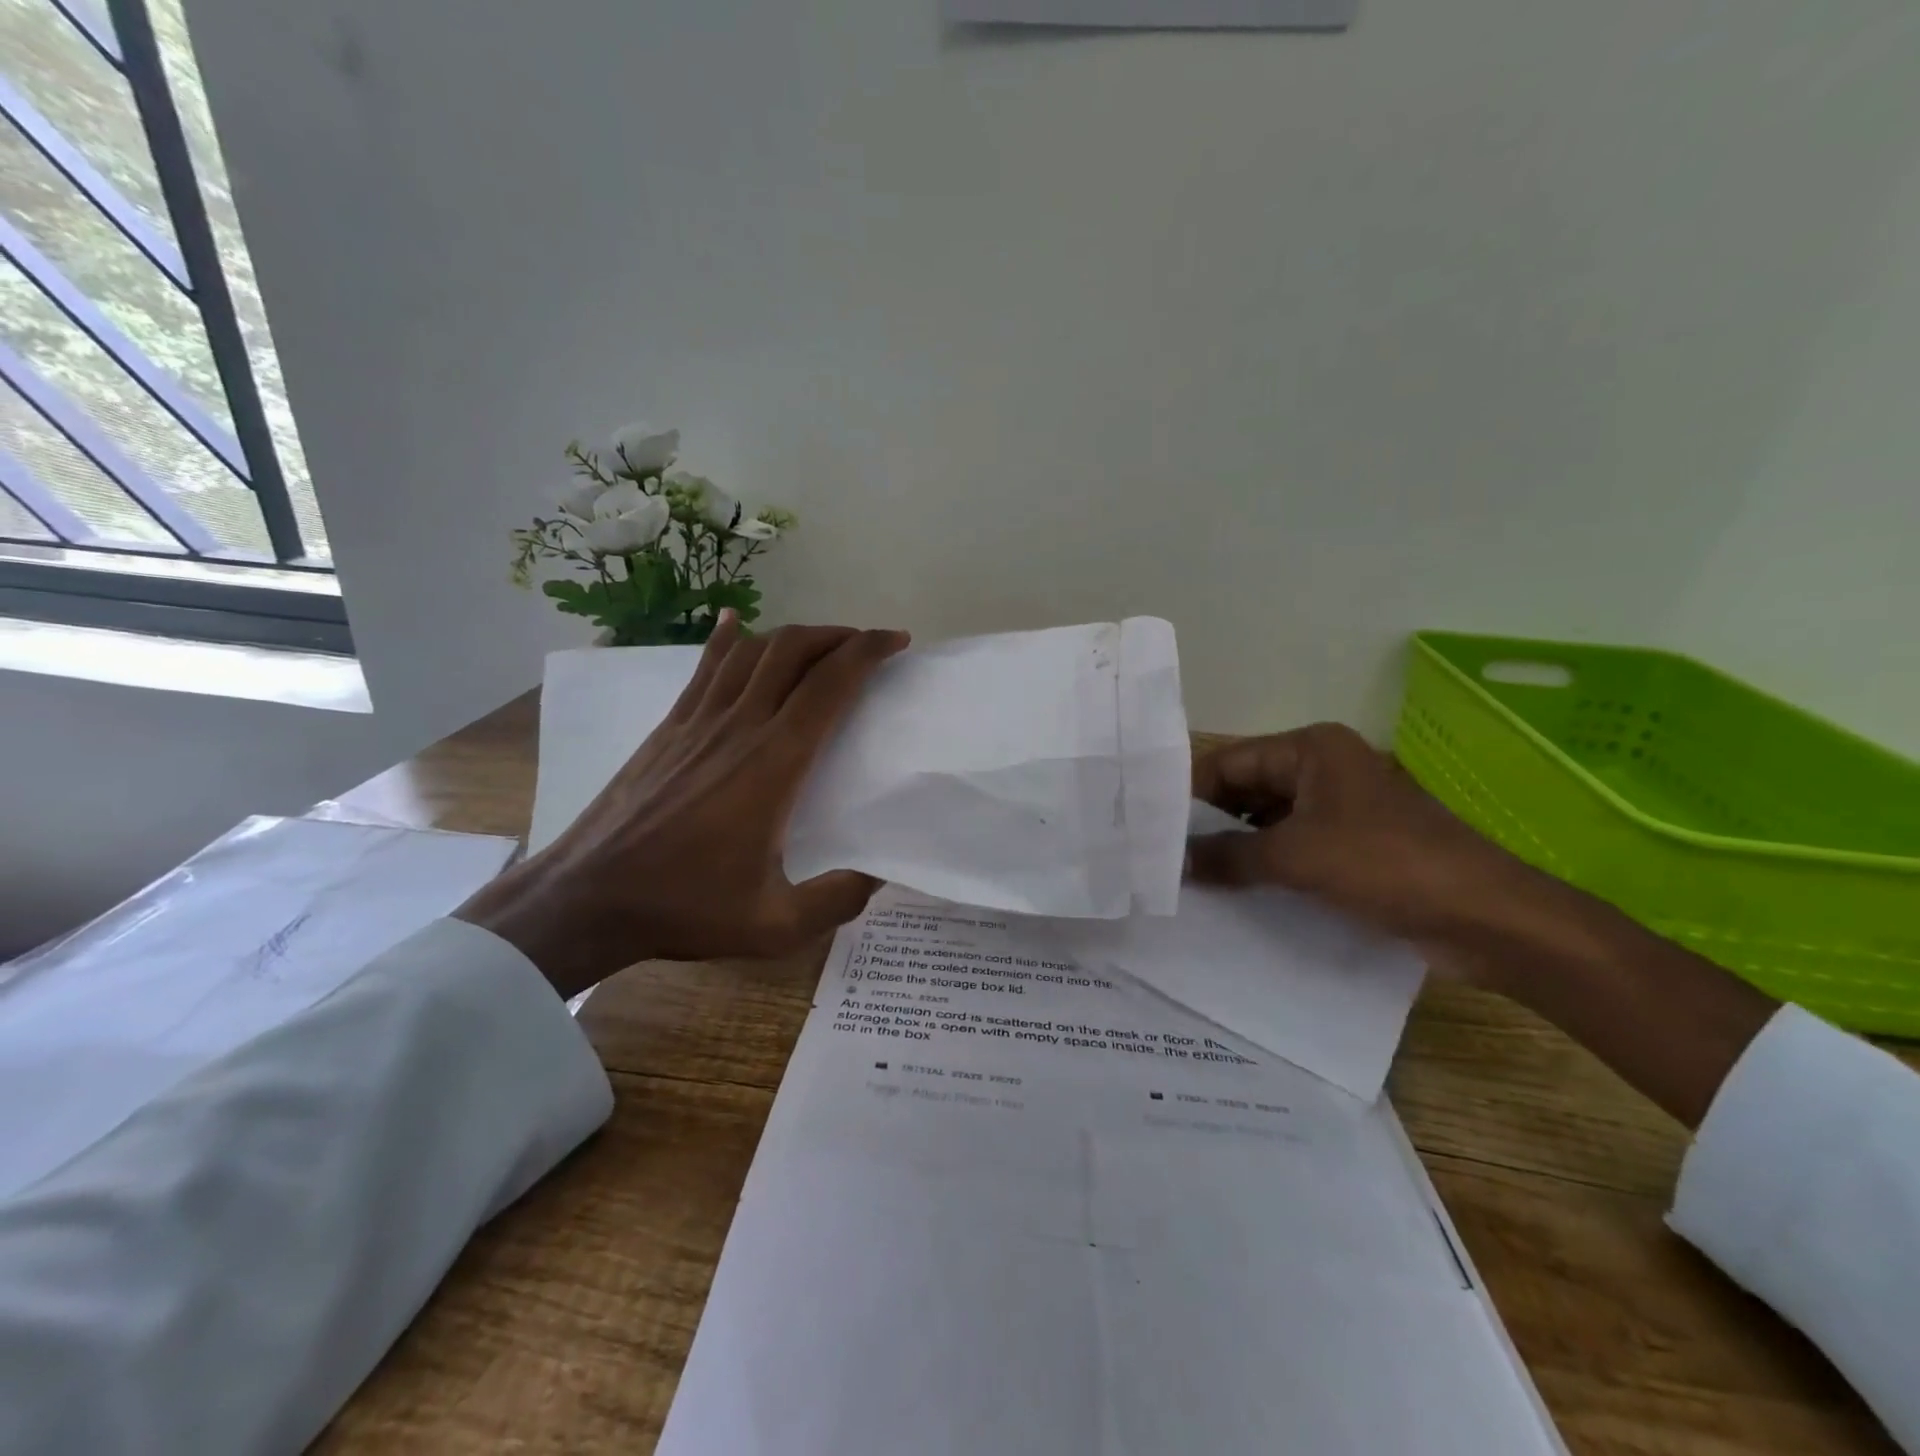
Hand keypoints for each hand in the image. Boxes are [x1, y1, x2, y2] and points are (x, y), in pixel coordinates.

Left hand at [456, 614, 908, 998]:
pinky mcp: (668, 728)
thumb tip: (879, 876)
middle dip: (838, 635)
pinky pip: (705, 668)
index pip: (830, 684)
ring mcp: (697, 721)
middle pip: (793, 651)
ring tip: (821, 643)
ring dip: (793, 637)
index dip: (867, 652)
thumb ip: (837, 901)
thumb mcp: (775, 925)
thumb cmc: (684, 907)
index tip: (895, 642)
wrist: (586, 898)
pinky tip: (733, 622)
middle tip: (868, 644)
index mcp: (774, 763)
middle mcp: (739, 726)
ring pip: (751, 651)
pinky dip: (727, 640)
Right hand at [1187, 723, 1547, 978]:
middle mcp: (1321, 770)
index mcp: (1310, 750)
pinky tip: (1233, 894)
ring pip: (1267, 822)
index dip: (1189, 794)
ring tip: (1189, 880)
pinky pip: (1292, 848)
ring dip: (1235, 850)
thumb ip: (1229, 856)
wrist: (1487, 917)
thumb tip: (1174, 863)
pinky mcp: (1352, 847)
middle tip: (1163, 859)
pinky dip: (1264, 867)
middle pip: (1246, 790)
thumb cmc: (1387, 865)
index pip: (1229, 762)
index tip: (1150, 828)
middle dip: (1209, 825)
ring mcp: (1339, 809)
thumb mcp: (1296, 857)